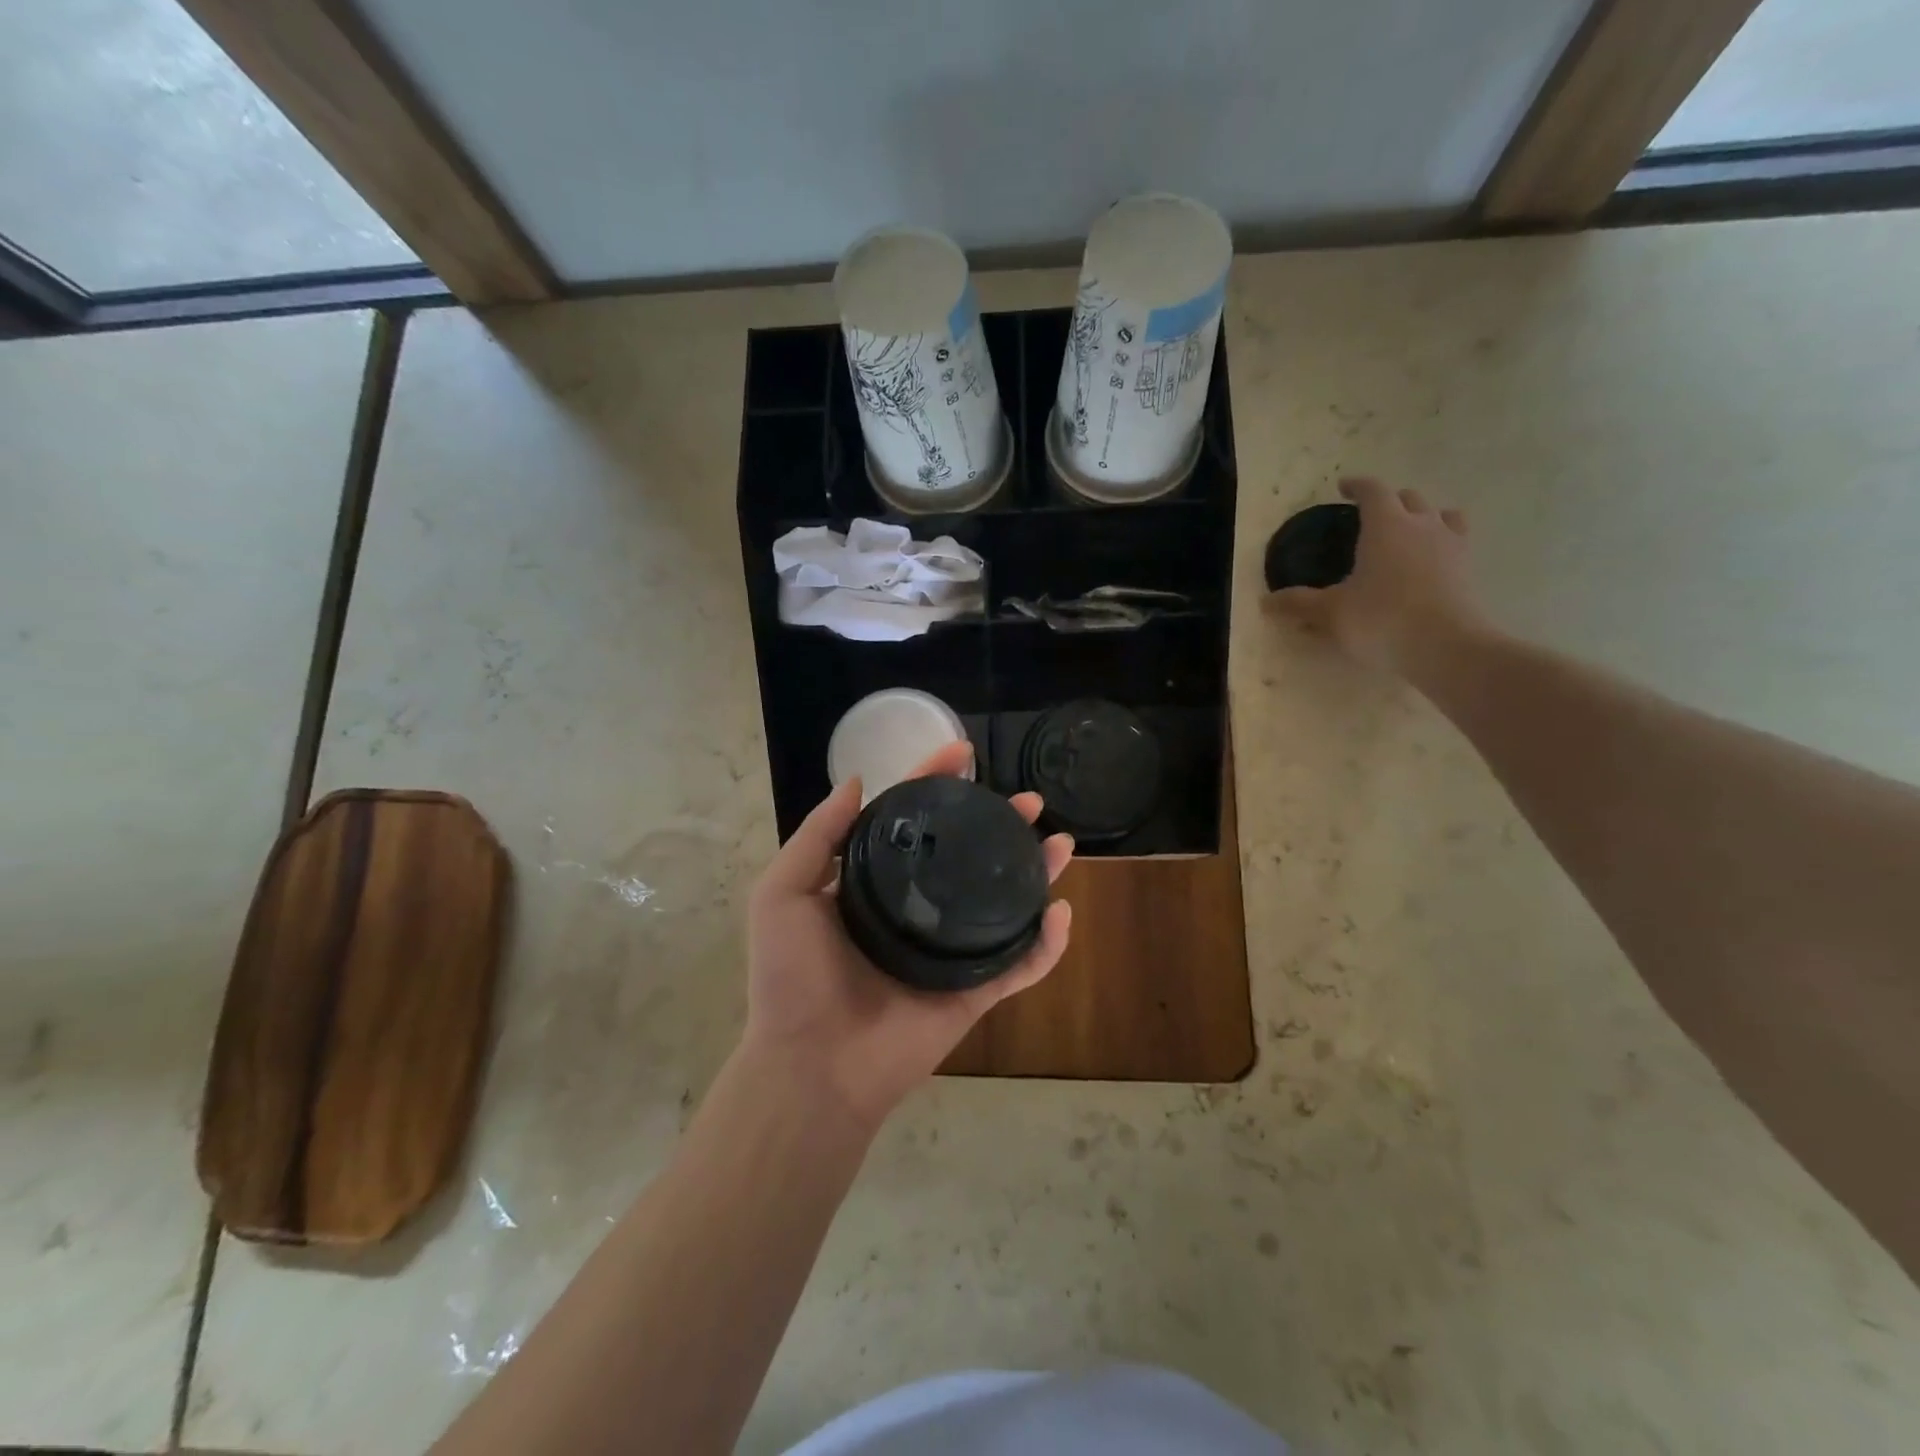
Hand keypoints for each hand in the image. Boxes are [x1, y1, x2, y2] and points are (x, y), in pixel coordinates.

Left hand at [742, 741, 1073, 1130]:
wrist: (811, 1066)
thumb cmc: (791, 977)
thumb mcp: (784, 892)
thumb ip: (819, 835)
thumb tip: (857, 782)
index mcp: (873, 887)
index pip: (912, 822)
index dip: (935, 783)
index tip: (962, 754)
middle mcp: (915, 912)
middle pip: (967, 856)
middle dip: (999, 823)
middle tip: (1028, 801)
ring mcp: (947, 953)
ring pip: (1002, 904)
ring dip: (1034, 872)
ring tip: (1061, 843)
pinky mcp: (972, 993)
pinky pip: (1019, 965)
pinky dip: (1047, 944)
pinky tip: (1062, 913)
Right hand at [1270, 477, 1489, 674]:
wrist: (1445, 646)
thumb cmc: (1381, 619)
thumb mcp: (1330, 612)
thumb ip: (1299, 603)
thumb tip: (1266, 601)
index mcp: (1385, 525)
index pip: (1372, 491)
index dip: (1357, 486)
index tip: (1344, 487)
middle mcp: (1421, 525)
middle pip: (1408, 498)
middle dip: (1389, 501)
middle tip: (1371, 515)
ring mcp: (1451, 544)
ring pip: (1440, 514)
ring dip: (1423, 516)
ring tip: (1409, 531)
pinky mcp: (1468, 568)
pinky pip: (1457, 540)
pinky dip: (1442, 541)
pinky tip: (1432, 559)